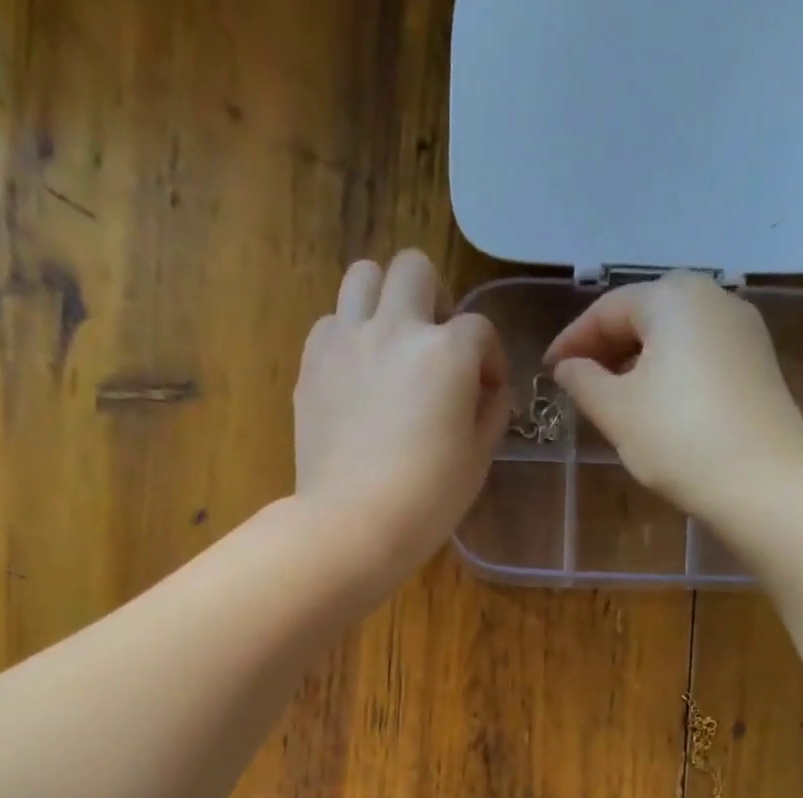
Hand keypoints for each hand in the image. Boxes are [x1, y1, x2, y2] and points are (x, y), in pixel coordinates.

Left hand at [294, 251, 510, 589]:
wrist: (352, 523)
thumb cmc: (427, 499)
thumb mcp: (478, 459)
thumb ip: (490, 412)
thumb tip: (488, 389)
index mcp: (446, 352)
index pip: (480, 329)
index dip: (490, 358)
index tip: (487, 390)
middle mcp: (396, 329)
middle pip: (414, 268)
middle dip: (433, 298)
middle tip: (434, 343)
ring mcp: (347, 341)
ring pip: (363, 276)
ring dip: (383, 299)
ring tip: (389, 342)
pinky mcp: (312, 364)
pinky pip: (330, 322)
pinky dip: (347, 336)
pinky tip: (356, 374)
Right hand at [543, 272, 802, 532]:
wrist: (762, 480)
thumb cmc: (678, 438)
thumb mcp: (617, 411)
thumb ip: (584, 382)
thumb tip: (567, 368)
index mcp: (673, 297)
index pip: (608, 308)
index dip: (572, 340)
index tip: (548, 371)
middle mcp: (713, 297)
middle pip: (645, 314)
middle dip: (606, 346)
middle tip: (578, 382)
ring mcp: (742, 329)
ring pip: (673, 334)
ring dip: (636, 360)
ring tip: (611, 397)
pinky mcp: (756, 362)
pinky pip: (699, 354)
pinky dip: (668, 371)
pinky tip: (654, 405)